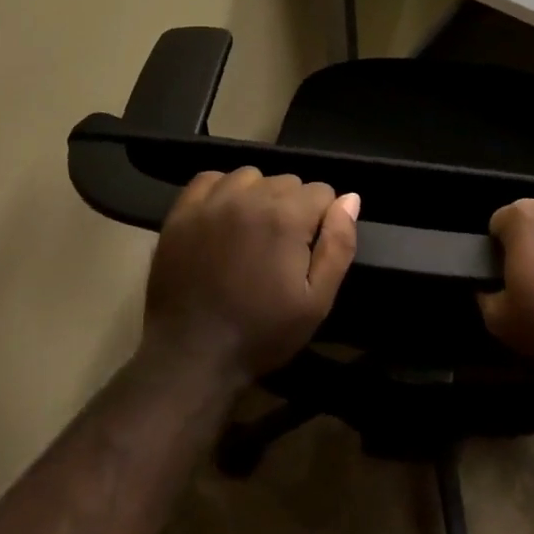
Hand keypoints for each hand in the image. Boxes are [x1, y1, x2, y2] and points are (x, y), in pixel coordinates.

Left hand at [142, 167, 359, 386]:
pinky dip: (222, 192)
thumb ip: (338, 245)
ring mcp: (212, 201)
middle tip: (280, 250)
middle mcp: (250, 196)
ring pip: (251, 176)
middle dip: (292, 208)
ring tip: (251, 234)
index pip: (322, 191)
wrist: (192, 356)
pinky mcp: (182, 212)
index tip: (308, 251)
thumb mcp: (317, 301)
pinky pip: (211, 179)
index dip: (321, 221)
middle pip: (288, 181)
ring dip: (259, 197)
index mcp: (286, 216)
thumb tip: (350, 199)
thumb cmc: (262, 332)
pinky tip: (223, 219)